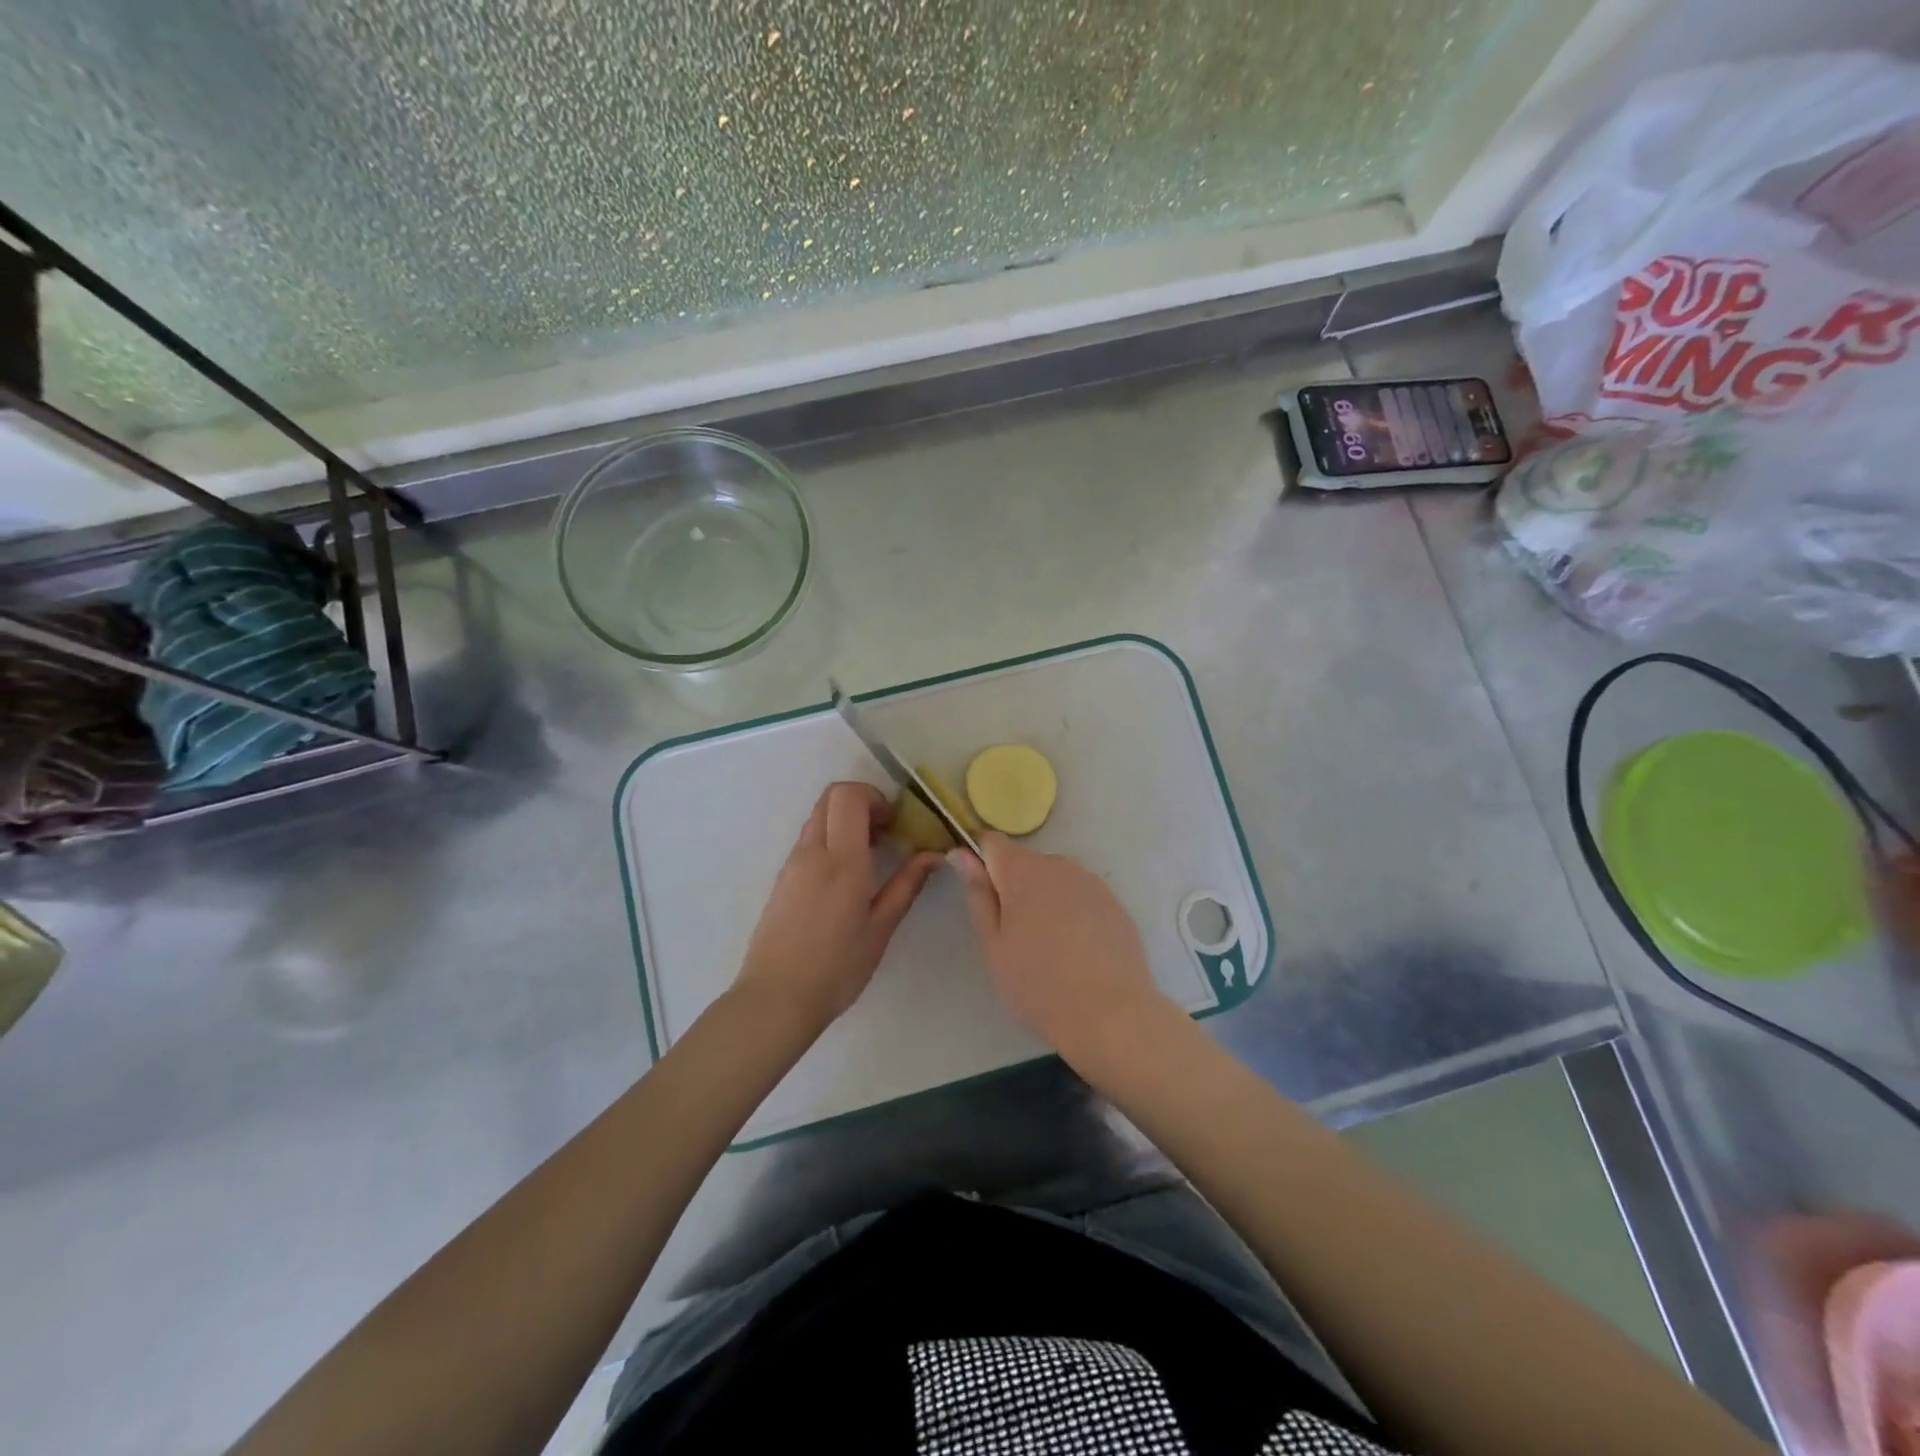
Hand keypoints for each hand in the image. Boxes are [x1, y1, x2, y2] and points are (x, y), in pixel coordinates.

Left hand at [734, 782, 942, 1032]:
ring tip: (868, 856)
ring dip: (844, 821)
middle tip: (884, 832)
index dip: (875, 797)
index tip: (894, 823)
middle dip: (861, 802)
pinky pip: (808, 840)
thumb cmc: (837, 967)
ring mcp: (792, 863)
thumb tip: (933, 854)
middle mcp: (813, 852)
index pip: (849, 796)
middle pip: (830, 797)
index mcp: (842, 860)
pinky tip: (846, 876)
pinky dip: (830, 839)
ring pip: (817, 817)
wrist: (776, 998)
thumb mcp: (881, 928)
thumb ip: (907, 884)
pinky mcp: (782, 879)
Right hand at [950, 834, 1177, 1074]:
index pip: (992, 842)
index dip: (980, 860)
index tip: (980, 893)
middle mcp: (1059, 865)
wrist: (1112, 1015)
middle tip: (1014, 935)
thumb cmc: (1039, 984)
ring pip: (1054, 880)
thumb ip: (978, 895)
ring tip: (1048, 947)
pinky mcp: (1114, 903)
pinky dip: (1072, 912)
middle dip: (1014, 887)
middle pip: (1025, 863)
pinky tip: (1077, 951)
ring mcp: (1091, 882)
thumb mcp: (994, 945)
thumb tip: (962, 853)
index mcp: (1023, 871)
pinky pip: (1080, 896)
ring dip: (1044, 899)